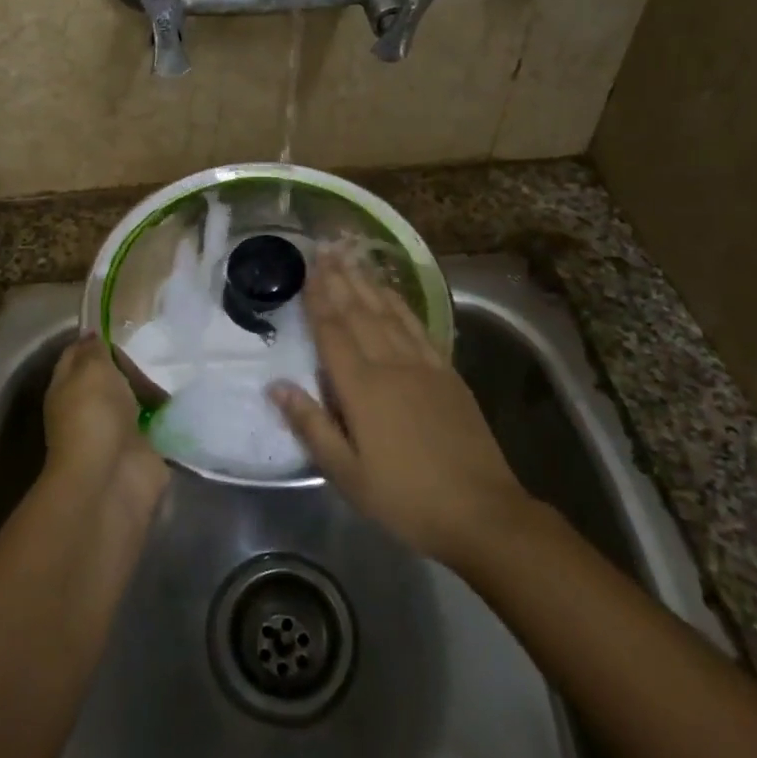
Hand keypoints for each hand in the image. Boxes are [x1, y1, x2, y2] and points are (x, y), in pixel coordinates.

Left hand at [43, 336, 168, 517]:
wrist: (111, 479)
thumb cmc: (95, 416)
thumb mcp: (92, 369)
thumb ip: (95, 350)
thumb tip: (93, 336)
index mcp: (67, 388)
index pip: (78, 356)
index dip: (96, 342)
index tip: (121, 330)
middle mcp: (88, 409)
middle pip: (111, 378)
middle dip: (131, 368)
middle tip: (154, 358)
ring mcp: (115, 432)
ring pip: (134, 401)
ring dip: (151, 392)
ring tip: (172, 379)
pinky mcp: (141, 451)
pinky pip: (155, 425)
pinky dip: (167, 417)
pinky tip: (180, 405)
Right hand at [269, 257, 528, 563]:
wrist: (481, 510)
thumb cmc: (405, 498)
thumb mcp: (347, 474)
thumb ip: (311, 425)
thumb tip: (276, 386)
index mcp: (361, 388)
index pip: (332, 332)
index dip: (318, 299)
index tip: (307, 268)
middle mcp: (390, 364)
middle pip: (359, 312)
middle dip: (339, 277)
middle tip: (325, 246)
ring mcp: (422, 364)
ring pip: (387, 312)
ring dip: (366, 281)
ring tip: (351, 255)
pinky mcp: (446, 371)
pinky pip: (417, 326)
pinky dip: (399, 303)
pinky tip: (390, 291)